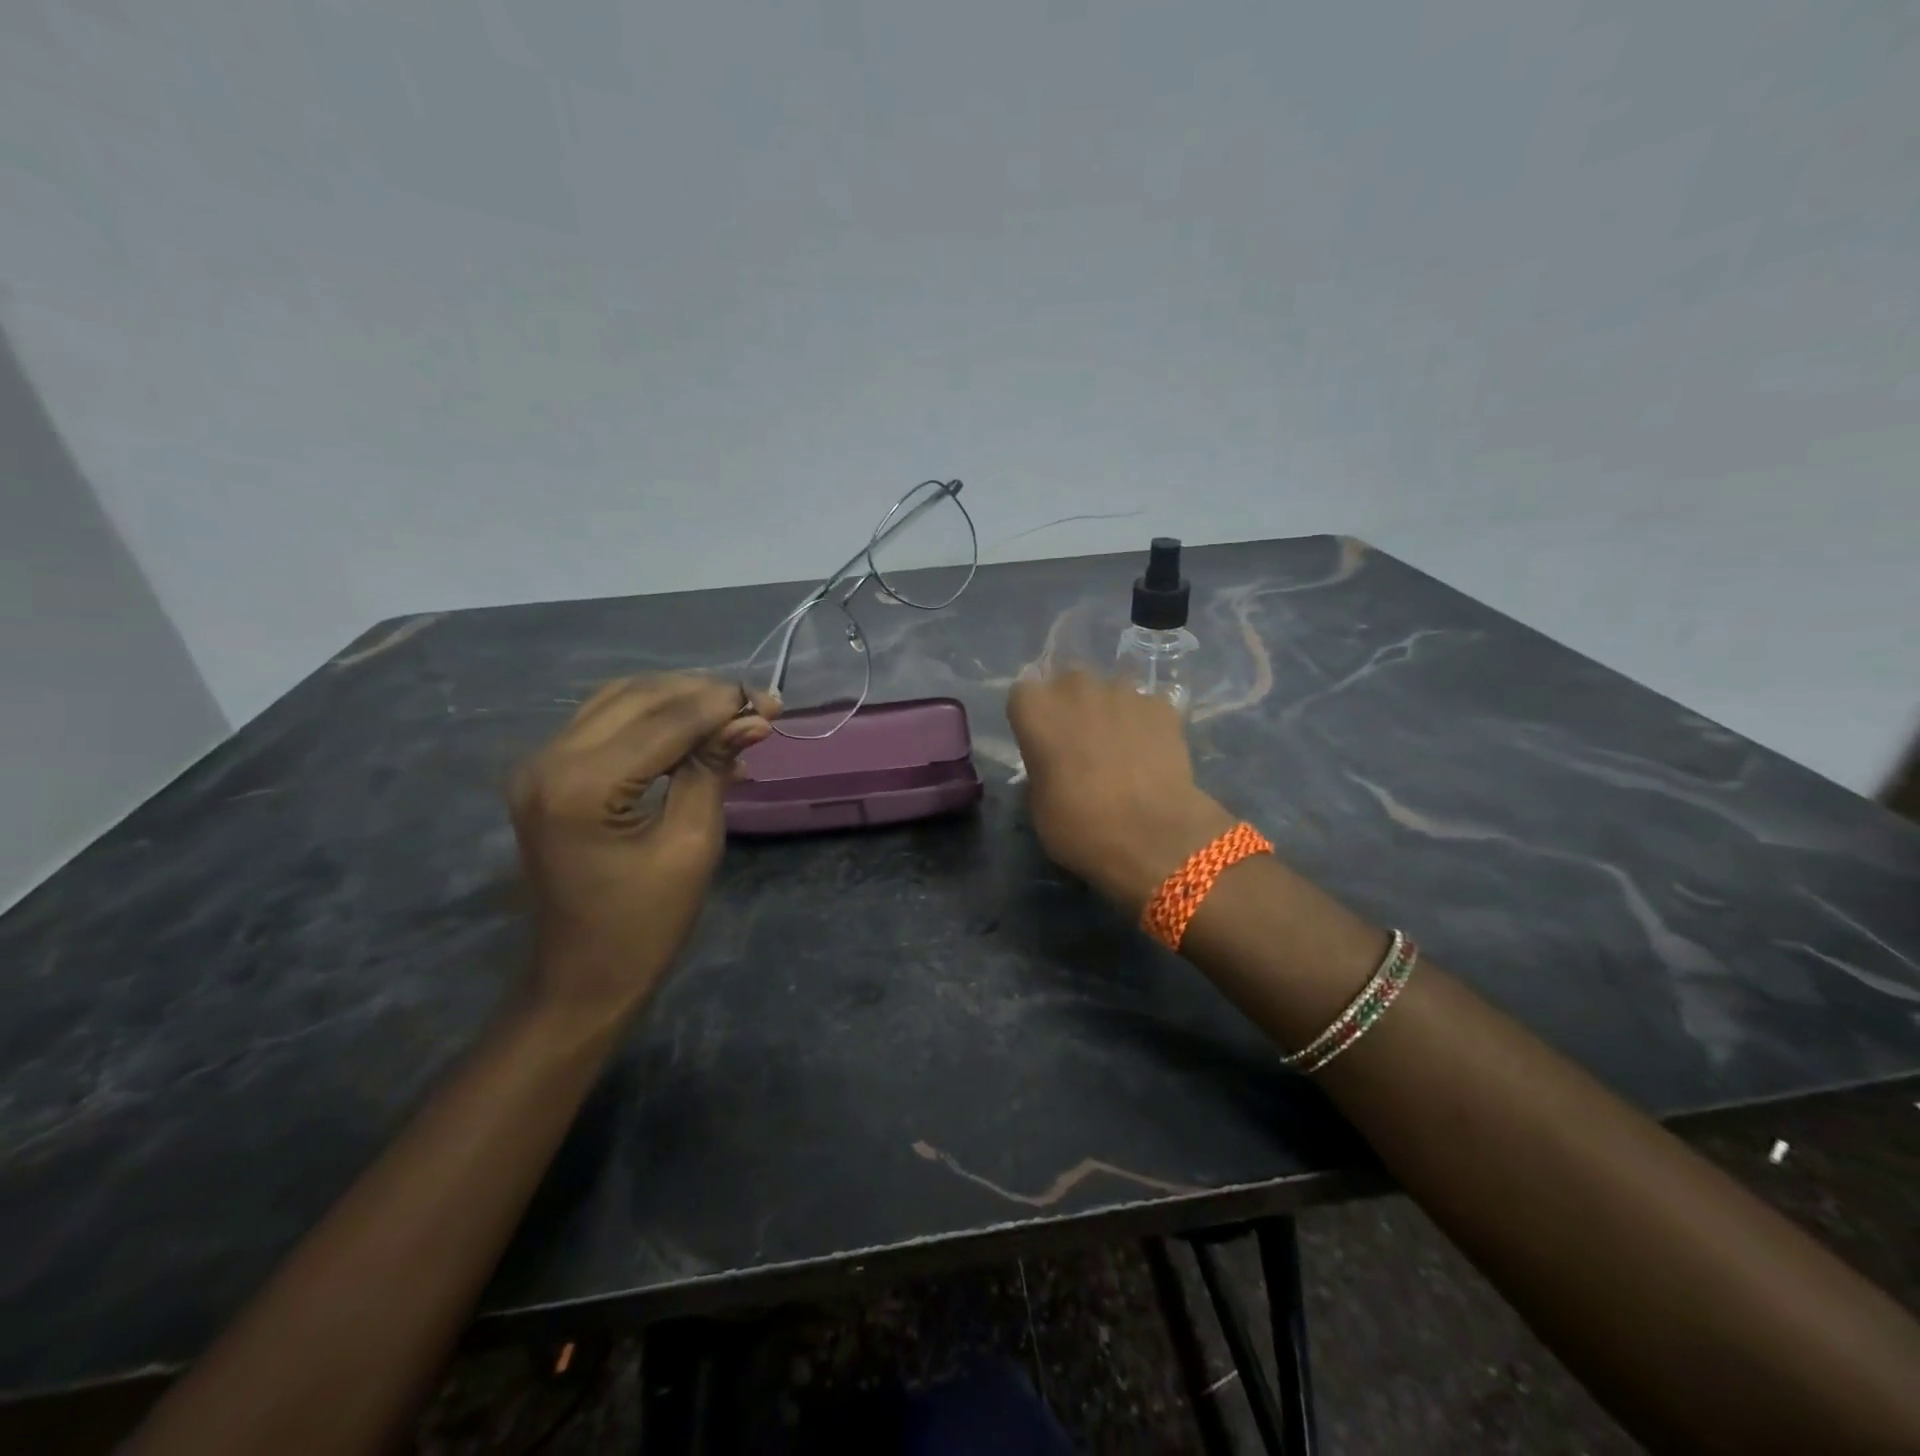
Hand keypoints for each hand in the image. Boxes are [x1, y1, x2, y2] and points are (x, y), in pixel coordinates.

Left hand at [508, 674, 777, 1021]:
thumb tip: (753, 719)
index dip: (722, 705)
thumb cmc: (645, 924)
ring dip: (679, 700)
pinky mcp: (545, 773)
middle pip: (639, 697)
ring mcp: (539, 764)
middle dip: (703, 694)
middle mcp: (548, 760)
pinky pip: (605, 723)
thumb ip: (714, 770)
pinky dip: (654, 719)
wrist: (582, 976)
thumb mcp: (692, 845)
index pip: (664, 720)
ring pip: (620, 700)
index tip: (772, 703)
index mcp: (581, 786)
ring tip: (732, 714)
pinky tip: (695, 732)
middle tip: (758, 706)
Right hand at [1007, 669, 1235, 911]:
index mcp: (1036, 709)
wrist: (1152, 835)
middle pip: (1068, 684)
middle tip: (1081, 743)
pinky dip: (1147, 723)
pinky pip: (1147, 707)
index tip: (1041, 743)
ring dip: (1111, 712)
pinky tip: (1152, 754)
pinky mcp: (1162, 705)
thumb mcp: (1039, 806)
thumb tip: (1054, 768)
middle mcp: (1076, 687)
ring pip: (1111, 691)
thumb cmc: (1079, 825)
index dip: (1033, 719)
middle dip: (1072, 706)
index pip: (1023, 696)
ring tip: (1121, 749)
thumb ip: (1041, 771)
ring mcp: (1123, 691)